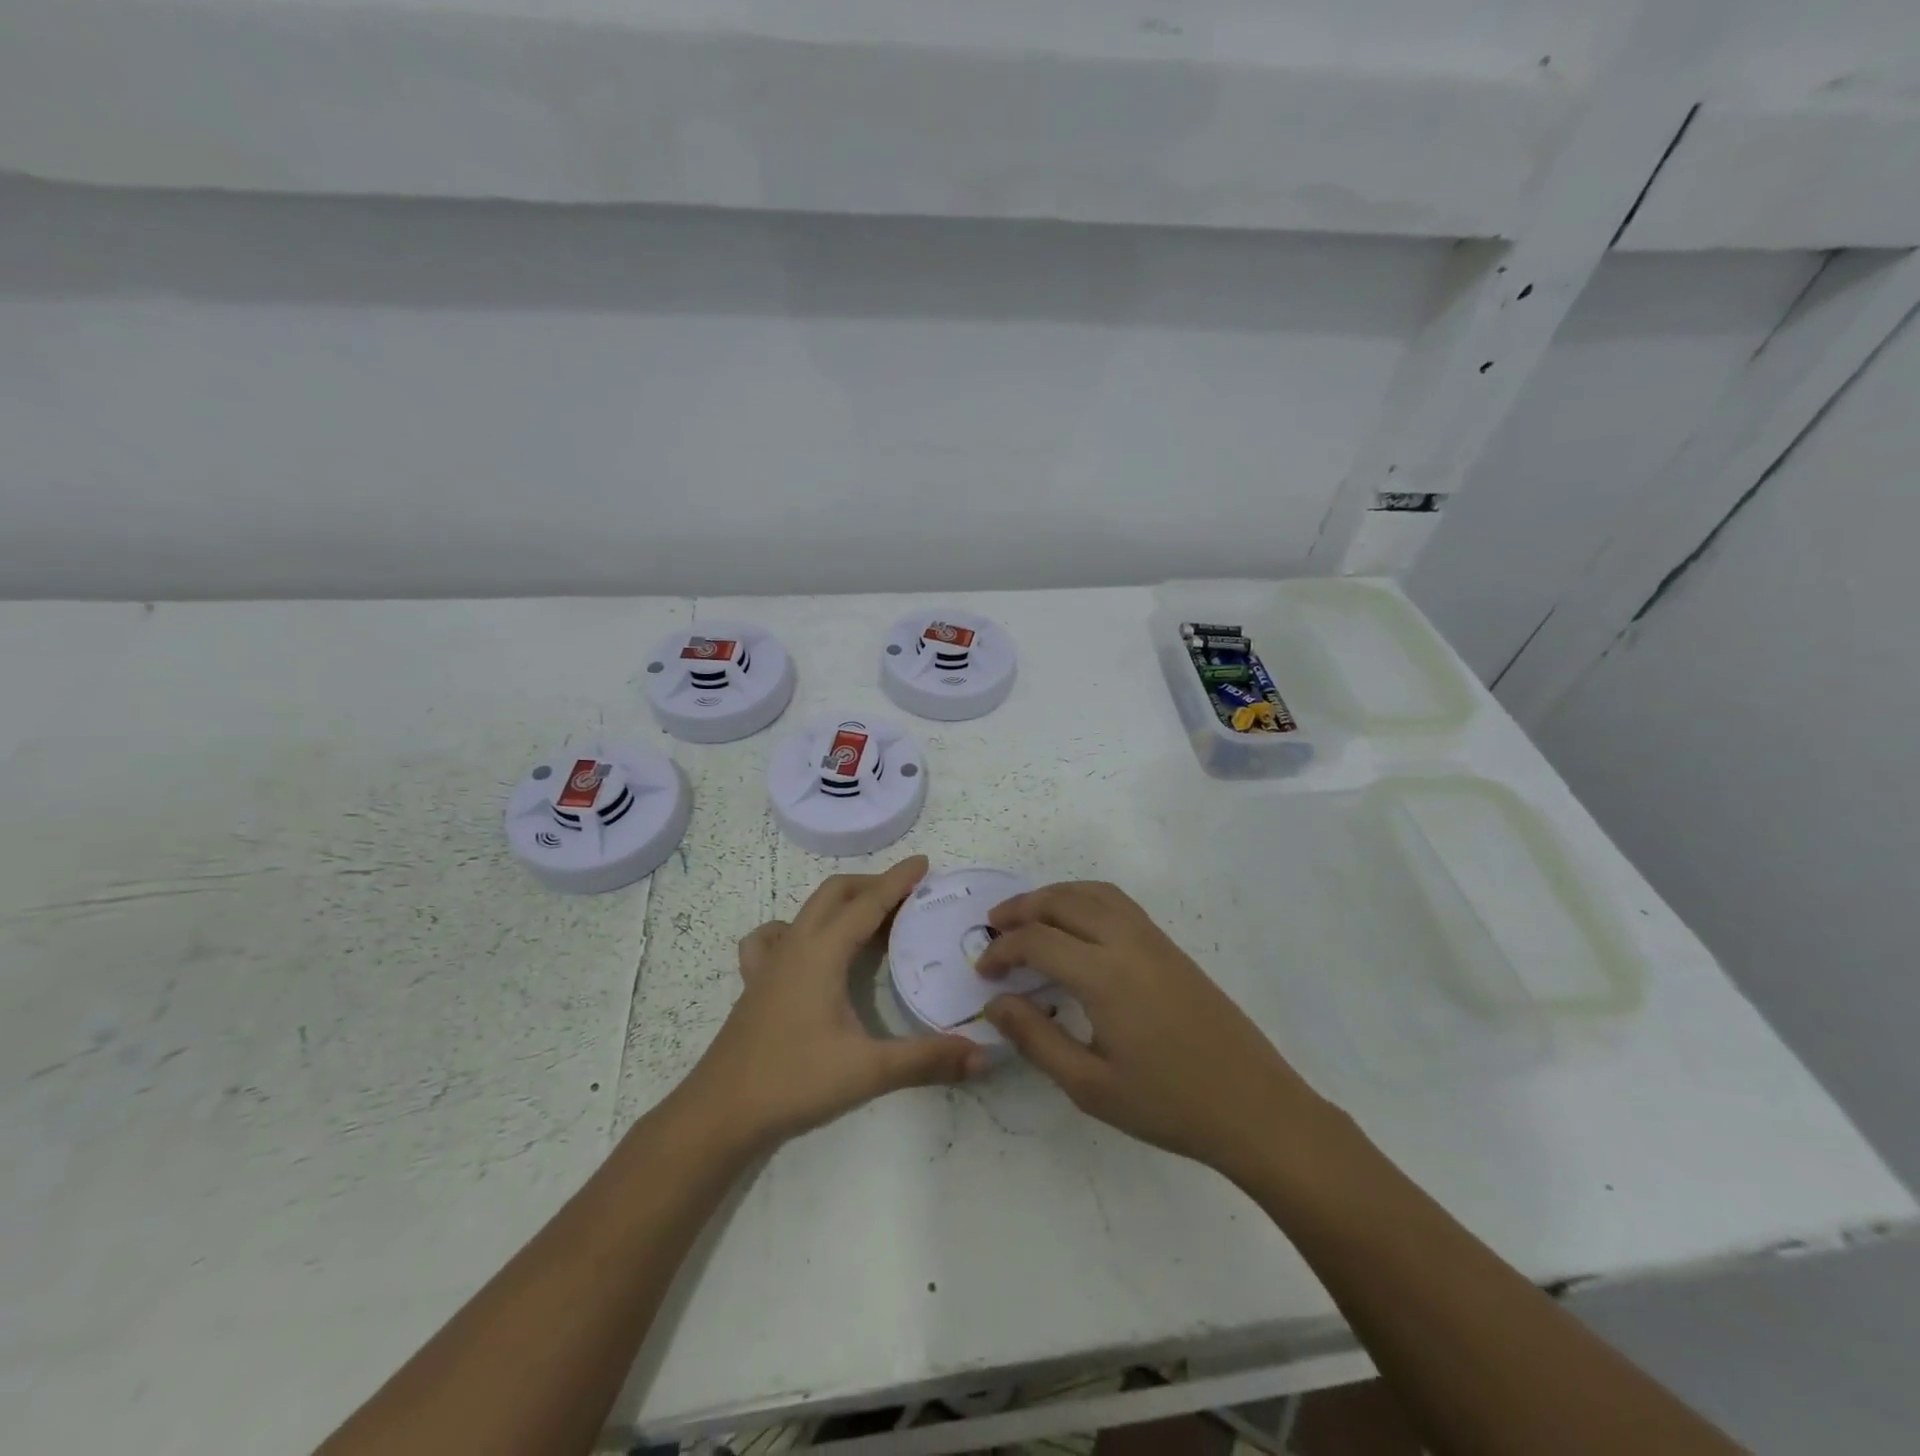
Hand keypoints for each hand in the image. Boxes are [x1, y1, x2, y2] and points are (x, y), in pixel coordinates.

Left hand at [682, 857, 985, 1151]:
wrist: (720, 1113)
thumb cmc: (793, 1082)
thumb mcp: (867, 1071)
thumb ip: (925, 1059)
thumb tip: (981, 1054)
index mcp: (821, 953)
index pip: (867, 903)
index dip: (897, 881)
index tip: (924, 862)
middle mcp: (795, 945)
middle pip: (835, 894)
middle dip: (872, 885)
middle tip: (908, 895)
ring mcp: (770, 963)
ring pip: (807, 910)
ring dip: (840, 903)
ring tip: (868, 920)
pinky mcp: (756, 983)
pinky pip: (774, 937)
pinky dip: (798, 929)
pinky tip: (806, 949)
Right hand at [979, 880, 1324, 1180]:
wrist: (1254, 1107)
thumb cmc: (1168, 1103)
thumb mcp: (1090, 1085)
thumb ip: (1036, 1038)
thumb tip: (996, 1003)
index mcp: (1104, 975)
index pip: (1037, 940)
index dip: (1002, 950)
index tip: (984, 972)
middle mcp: (1127, 942)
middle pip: (1063, 901)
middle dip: (1022, 908)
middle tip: (994, 926)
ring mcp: (1154, 939)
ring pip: (1094, 892)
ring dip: (1054, 896)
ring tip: (1029, 916)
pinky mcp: (1170, 947)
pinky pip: (1118, 903)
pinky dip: (1085, 899)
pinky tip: (1077, 926)